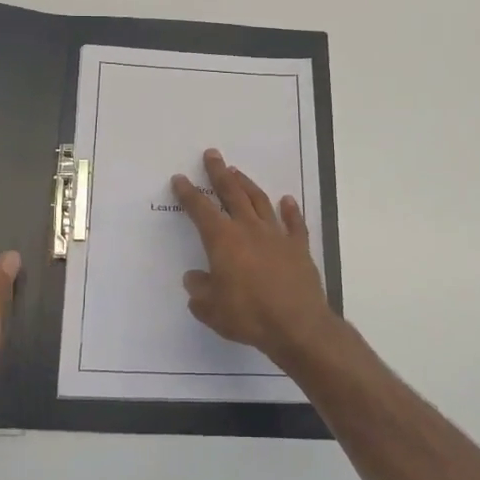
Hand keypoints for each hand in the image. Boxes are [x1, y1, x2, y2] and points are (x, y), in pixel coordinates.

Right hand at [171, 148, 340, 367]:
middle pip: (232, 194)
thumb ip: (199, 291)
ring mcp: (277, 236)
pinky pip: (295, 223)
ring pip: (260, 202)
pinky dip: (291, 210)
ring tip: (238, 172)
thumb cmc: (248, 316)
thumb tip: (194, 277)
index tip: (180, 178)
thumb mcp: (211, 309)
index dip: (189, 194)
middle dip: (220, 173)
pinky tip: (287, 200)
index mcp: (223, 241)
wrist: (297, 325)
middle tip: (213, 154)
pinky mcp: (299, 248)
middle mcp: (249, 230)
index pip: (201, 210)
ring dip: (248, 185)